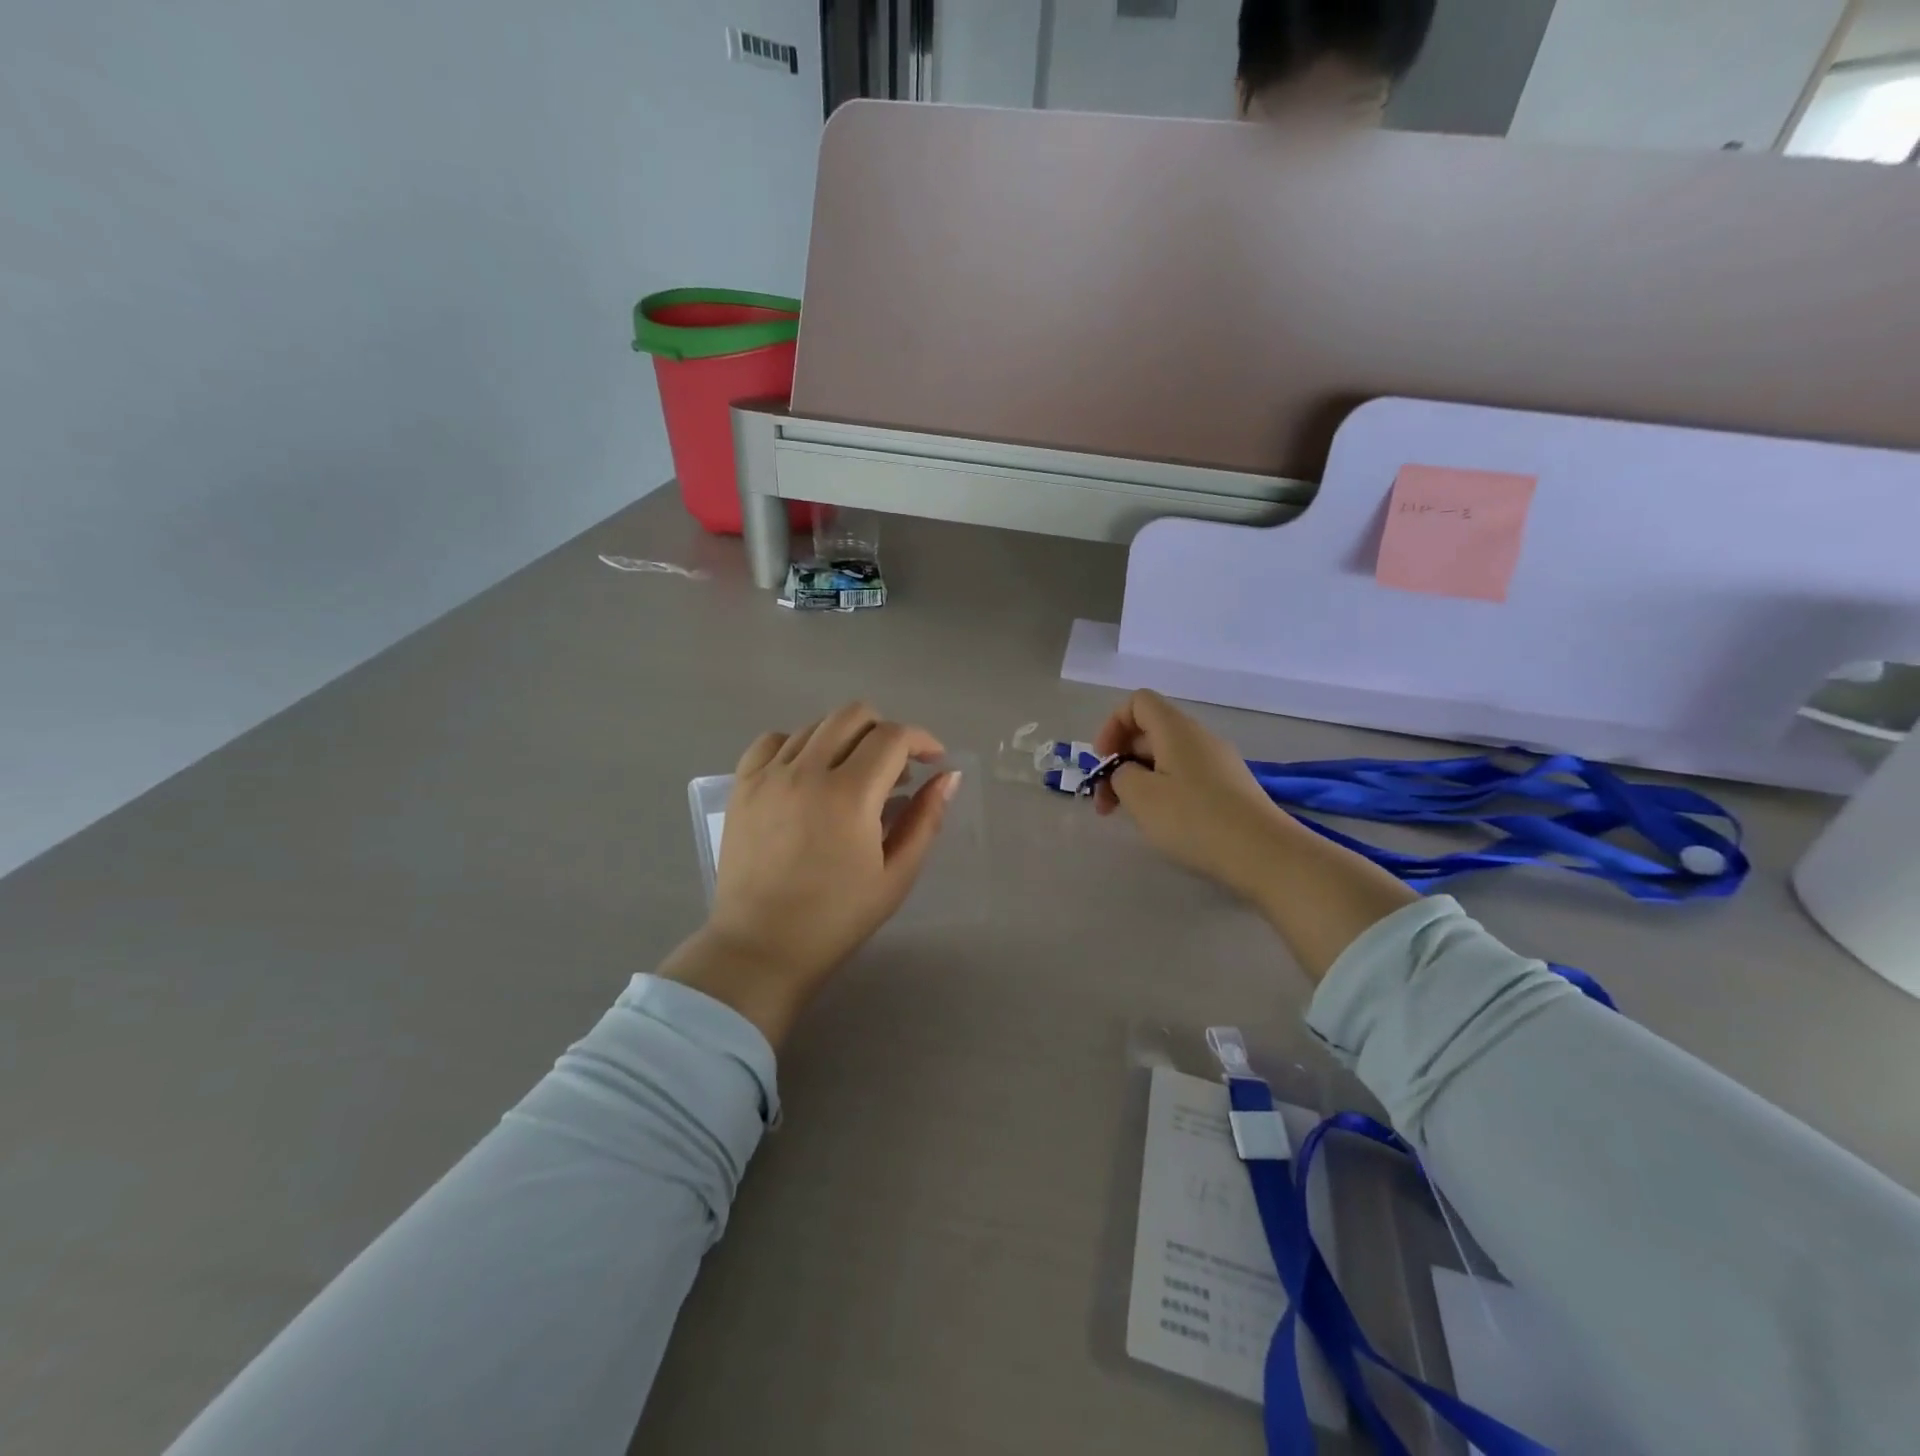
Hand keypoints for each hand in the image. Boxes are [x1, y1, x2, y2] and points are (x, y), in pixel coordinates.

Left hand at [662, 702, 960, 1045]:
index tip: (932, 760)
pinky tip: (808, 772)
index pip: (893, 737)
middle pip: (853, 715)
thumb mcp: (896, 874)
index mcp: (850, 795)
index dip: (922, 740)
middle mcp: (807, 771)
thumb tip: (947, 776)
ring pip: (816, 725)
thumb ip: (925, 820)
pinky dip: (799, 745)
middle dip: (885, 730)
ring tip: (853, 774)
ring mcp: (769, 775)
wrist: (762, 946)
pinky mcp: (742, 785)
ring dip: (846, 739)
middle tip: (895, 766)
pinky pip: (774, 740)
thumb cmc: (837, 918)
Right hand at [1093, 689, 1296, 901]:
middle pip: (1149, 732)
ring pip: (1166, 759)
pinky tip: (1163, 824)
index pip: (1137, 702)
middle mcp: (1199, 737)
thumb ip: (1120, 775)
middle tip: (1106, 804)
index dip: (1112, 726)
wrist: (1263, 854)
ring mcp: (1218, 763)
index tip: (1103, 762)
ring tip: (1130, 817)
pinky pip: (1186, 777)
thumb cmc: (1194, 819)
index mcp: (1176, 729)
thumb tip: (1128, 772)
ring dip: (1140, 781)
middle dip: (1120, 762)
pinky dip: (1164, 793)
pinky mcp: (1230, 789)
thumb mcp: (1140, 796)